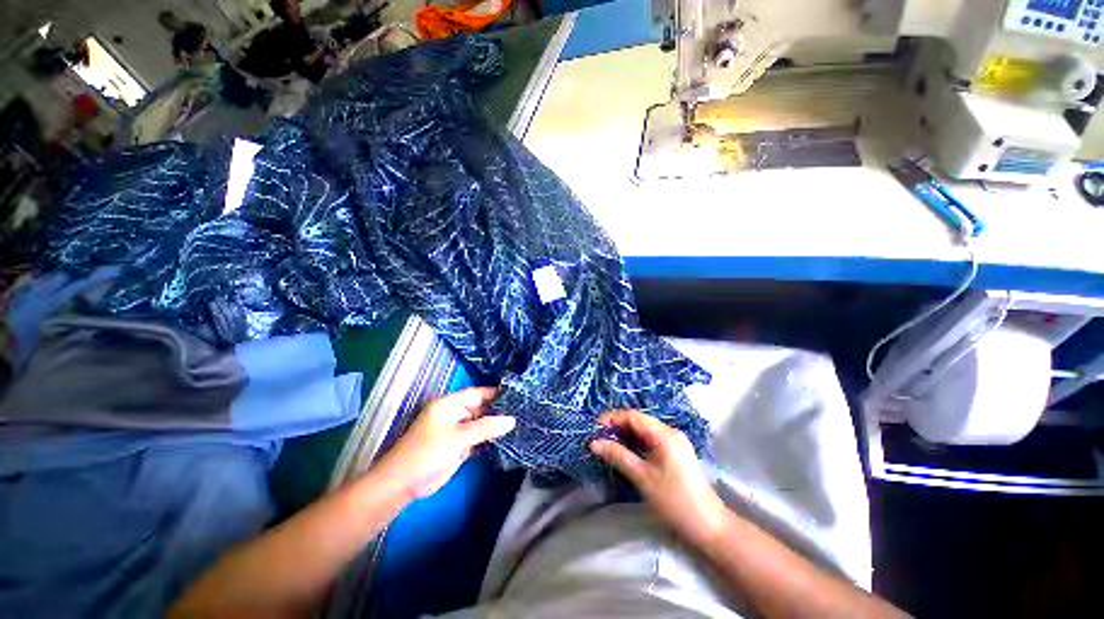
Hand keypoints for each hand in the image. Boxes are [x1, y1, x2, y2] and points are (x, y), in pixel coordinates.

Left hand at [373, 387, 515, 500]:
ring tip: (521, 424)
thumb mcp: (458, 438)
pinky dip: (490, 439)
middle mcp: (456, 414)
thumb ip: (485, 427)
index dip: (497, 394)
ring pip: (482, 424)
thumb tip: (511, 419)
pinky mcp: (460, 446)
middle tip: (524, 412)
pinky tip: (506, 439)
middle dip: (500, 411)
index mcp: (451, 404)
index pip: (478, 394)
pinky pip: (479, 438)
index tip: (518, 396)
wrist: (403, 485)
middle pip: (482, 408)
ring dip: (496, 426)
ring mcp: (458, 430)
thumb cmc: (427, 454)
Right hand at [590, 410, 731, 548]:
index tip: (594, 427)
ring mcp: (674, 442)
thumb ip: (618, 456)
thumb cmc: (675, 501)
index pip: (634, 417)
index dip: (613, 418)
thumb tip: (594, 443)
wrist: (709, 527)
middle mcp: (670, 433)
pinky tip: (624, 451)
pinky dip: (635, 443)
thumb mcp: (643, 478)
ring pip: (644, 431)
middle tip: (597, 437)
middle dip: (617, 427)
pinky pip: (650, 440)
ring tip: (606, 444)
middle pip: (639, 421)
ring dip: (625, 435)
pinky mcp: (674, 453)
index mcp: (665, 434)